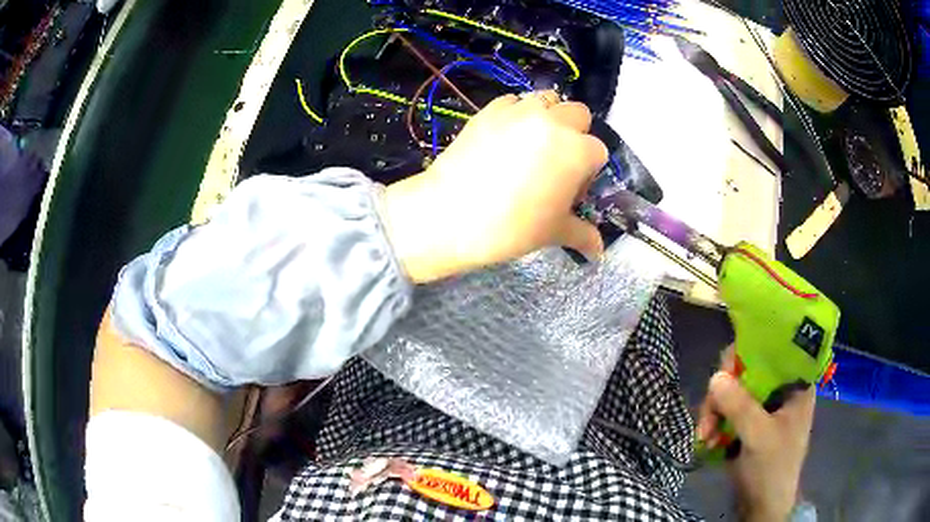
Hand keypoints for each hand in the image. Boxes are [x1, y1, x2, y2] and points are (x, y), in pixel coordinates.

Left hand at [382, 91, 608, 282]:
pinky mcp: (490, 109)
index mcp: (578, 151)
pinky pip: (513, 102)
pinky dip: (516, 114)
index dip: (587, 172)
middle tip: (556, 161)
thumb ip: (582, 235)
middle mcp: (554, 122)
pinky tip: (504, 139)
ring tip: (532, 144)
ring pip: (547, 100)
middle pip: (578, 115)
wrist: (451, 215)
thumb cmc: (511, 227)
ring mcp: (520, 111)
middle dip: (575, 134)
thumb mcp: (553, 233)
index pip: (598, 152)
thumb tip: (599, 250)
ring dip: (549, 116)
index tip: (570, 190)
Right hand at [696, 350, 814, 521]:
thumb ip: (741, 407)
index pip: (774, 351)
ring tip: (704, 436)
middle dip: (723, 392)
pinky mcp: (746, 422)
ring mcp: (762, 406)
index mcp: (795, 384)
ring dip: (714, 411)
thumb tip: (714, 376)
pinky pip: (725, 409)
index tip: (725, 370)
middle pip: (747, 371)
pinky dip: (713, 422)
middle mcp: (779, 389)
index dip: (749, 353)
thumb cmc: (772, 469)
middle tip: (709, 414)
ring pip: (732, 391)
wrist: (761, 506)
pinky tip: (707, 440)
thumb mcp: (759, 437)